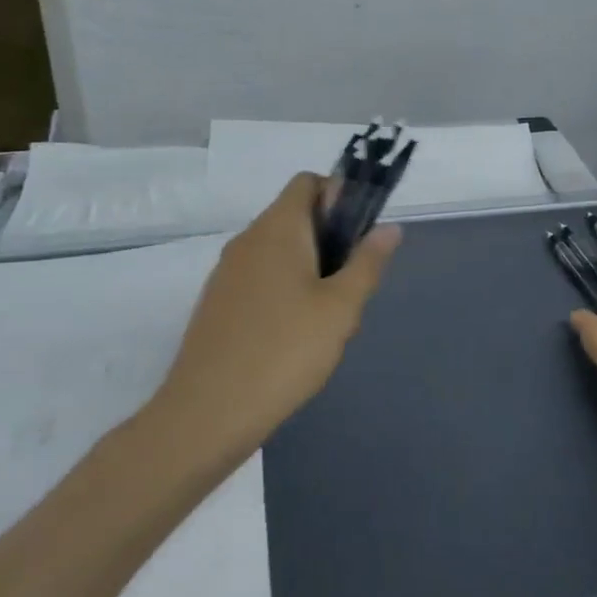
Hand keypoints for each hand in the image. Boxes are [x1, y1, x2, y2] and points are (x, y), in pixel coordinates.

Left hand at [149, 173, 399, 452]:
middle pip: (296, 216)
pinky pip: (261, 278)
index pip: (308, 182)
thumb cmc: (284, 351)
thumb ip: (368, 262)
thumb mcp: (341, 308)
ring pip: (280, 251)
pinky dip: (285, 290)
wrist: (207, 414)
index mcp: (278, 229)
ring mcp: (227, 273)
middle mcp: (248, 240)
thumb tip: (389, 227)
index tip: (361, 236)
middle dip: (331, 240)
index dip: (340, 196)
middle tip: (351, 287)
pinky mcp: (218, 303)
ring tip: (328, 318)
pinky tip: (295, 337)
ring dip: (310, 268)